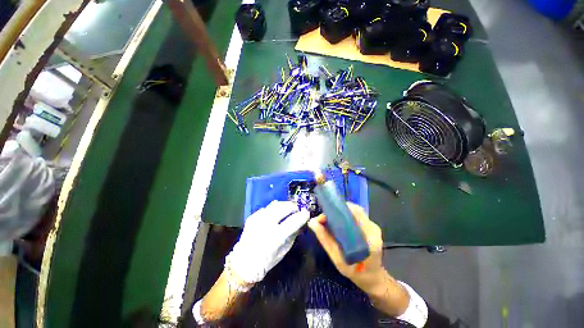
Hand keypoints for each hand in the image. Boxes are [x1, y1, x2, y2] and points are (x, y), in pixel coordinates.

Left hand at [225, 200, 309, 285]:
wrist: (243, 263)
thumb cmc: (266, 261)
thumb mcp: (284, 251)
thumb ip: (293, 235)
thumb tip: (300, 223)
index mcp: (276, 236)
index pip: (294, 221)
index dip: (302, 215)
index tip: (307, 213)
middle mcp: (267, 224)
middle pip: (284, 207)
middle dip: (293, 206)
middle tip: (297, 209)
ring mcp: (258, 218)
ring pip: (275, 204)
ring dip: (285, 205)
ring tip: (288, 208)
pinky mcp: (252, 216)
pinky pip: (267, 208)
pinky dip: (274, 209)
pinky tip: (276, 214)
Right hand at [308, 203, 385, 293]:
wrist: (373, 279)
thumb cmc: (356, 272)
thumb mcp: (337, 259)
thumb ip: (325, 240)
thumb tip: (312, 223)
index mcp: (369, 236)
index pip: (355, 212)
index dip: (339, 209)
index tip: (325, 214)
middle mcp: (373, 228)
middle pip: (354, 210)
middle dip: (338, 211)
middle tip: (324, 218)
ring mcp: (373, 227)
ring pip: (355, 213)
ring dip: (341, 214)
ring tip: (329, 220)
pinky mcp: (371, 228)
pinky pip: (356, 217)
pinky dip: (345, 217)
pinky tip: (338, 224)